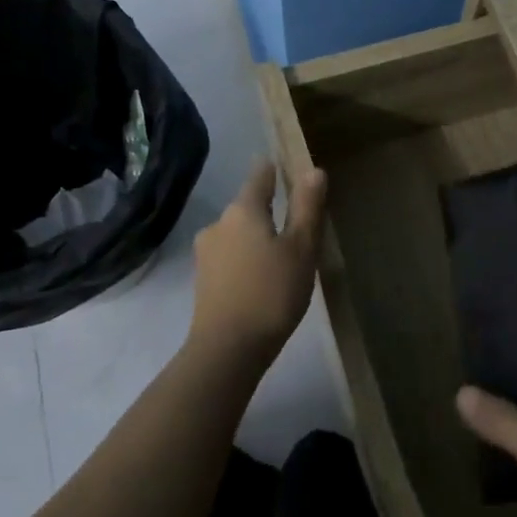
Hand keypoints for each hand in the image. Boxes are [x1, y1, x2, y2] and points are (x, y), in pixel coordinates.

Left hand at [187, 161, 327, 365]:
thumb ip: (306, 208)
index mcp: (243, 210)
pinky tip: (261, 276)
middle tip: (296, 223)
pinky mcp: (203, 279)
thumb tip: (313, 170)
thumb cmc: (271, 293)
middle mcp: (218, 223)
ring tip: (282, 254)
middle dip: (269, 209)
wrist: (227, 349)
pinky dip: (246, 257)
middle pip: (247, 205)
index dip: (274, 169)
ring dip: (257, 236)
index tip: (286, 167)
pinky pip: (230, 255)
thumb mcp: (301, 249)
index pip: (260, 176)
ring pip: (238, 233)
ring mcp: (206, 252)